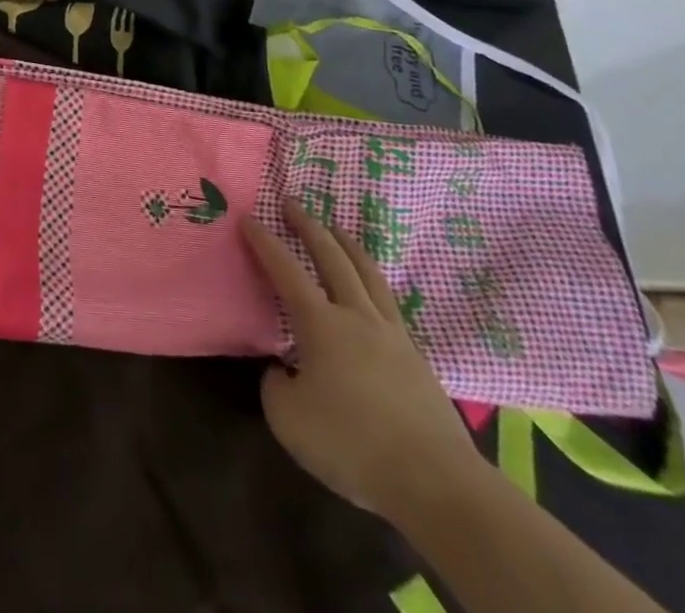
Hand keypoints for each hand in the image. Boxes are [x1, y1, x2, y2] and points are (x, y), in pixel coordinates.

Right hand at [242, 200, 486, 524]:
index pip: (285, 270)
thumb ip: (275, 385)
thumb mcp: (289, 419)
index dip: (264, 241)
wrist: (436, 482)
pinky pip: (389, 304)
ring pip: (368, 274)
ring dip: (348, 245)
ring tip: (336, 229)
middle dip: (309, 226)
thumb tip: (282, 369)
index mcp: (321, 324)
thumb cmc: (353, 444)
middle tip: (293, 203)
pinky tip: (370, 291)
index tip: (248, 217)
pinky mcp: (417, 359)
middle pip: (332, 257)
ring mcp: (392, 335)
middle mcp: (356, 316)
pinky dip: (372, 283)